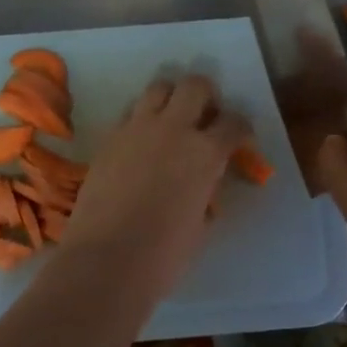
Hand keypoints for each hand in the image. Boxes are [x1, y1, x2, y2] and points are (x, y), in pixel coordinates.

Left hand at [55, 74, 251, 299]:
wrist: (106, 260)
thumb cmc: (164, 254)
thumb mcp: (201, 223)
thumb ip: (206, 192)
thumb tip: (203, 185)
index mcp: (206, 153)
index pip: (234, 123)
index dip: (240, 128)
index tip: (238, 138)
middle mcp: (174, 129)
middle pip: (195, 86)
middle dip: (206, 94)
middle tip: (205, 115)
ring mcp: (136, 129)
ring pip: (158, 88)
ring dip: (170, 97)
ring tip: (171, 120)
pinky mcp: (109, 138)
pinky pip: (130, 113)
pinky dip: (141, 119)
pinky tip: (141, 142)